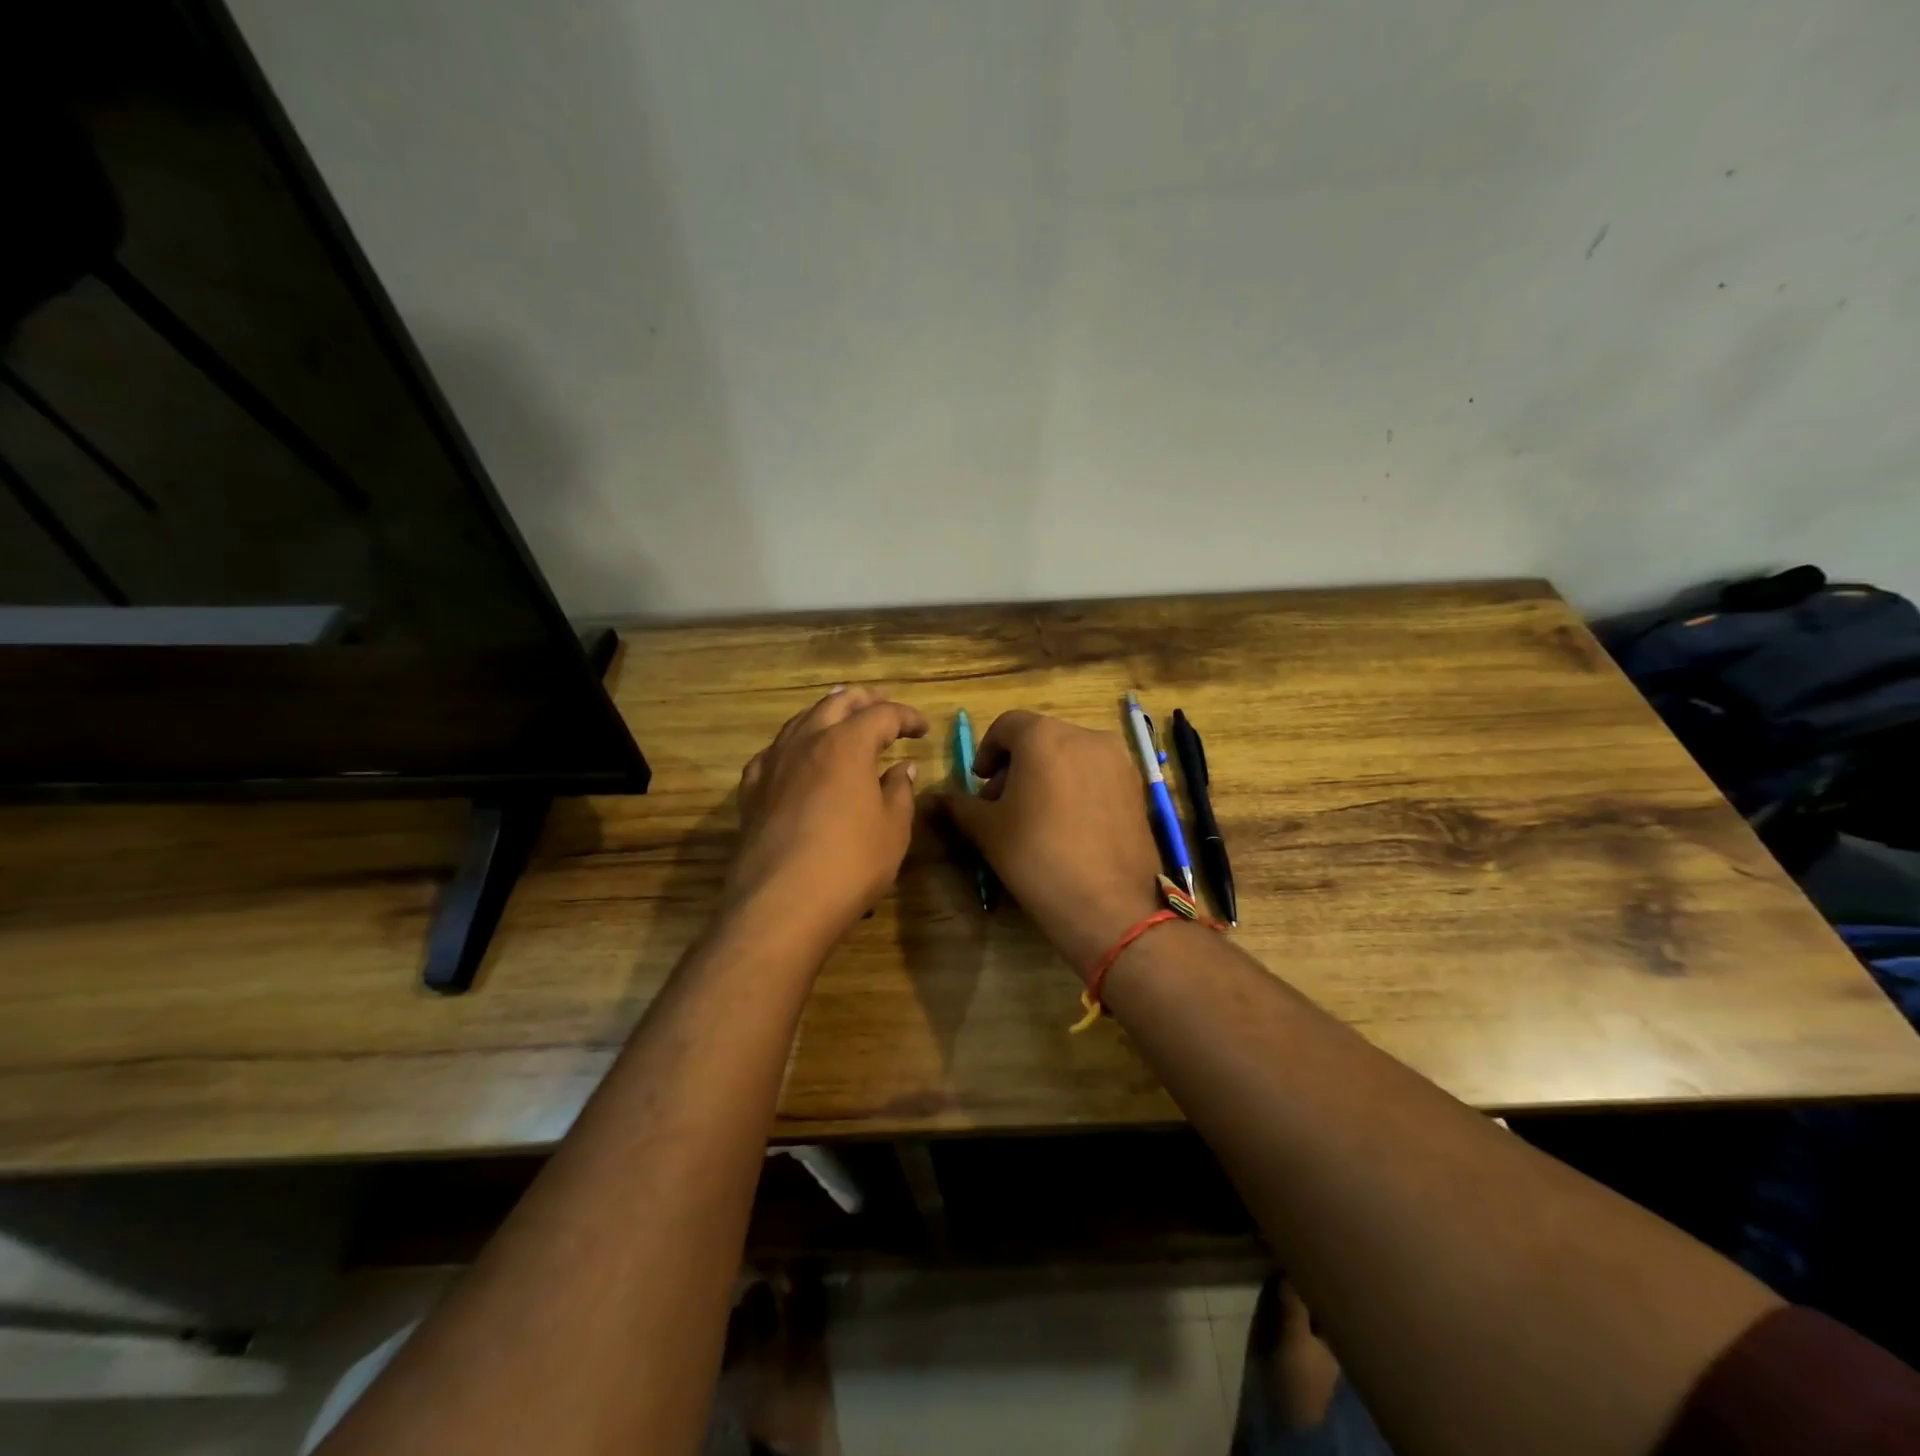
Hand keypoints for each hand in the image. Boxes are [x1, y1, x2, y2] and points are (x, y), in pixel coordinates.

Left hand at [728, 687, 928, 945]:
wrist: (780, 904)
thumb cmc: (850, 864)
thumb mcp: (893, 829)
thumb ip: (899, 792)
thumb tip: (902, 768)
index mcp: (846, 744)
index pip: (882, 714)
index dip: (906, 717)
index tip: (922, 730)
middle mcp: (806, 742)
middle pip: (836, 703)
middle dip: (864, 700)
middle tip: (884, 709)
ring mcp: (773, 764)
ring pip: (801, 721)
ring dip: (827, 714)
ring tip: (843, 721)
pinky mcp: (751, 790)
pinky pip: (774, 751)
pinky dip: (795, 744)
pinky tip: (798, 758)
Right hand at [940, 710, 1163, 978]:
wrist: (1108, 904)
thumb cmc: (1036, 857)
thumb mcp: (987, 830)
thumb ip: (959, 804)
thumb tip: (934, 797)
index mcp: (1044, 735)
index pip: (1007, 725)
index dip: (987, 751)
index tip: (980, 783)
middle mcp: (1085, 735)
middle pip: (1041, 737)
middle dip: (1017, 764)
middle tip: (1003, 804)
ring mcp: (1118, 759)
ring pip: (1071, 754)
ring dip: (1047, 773)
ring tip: (1036, 816)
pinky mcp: (1137, 785)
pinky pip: (1096, 773)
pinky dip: (1076, 785)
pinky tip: (1069, 824)